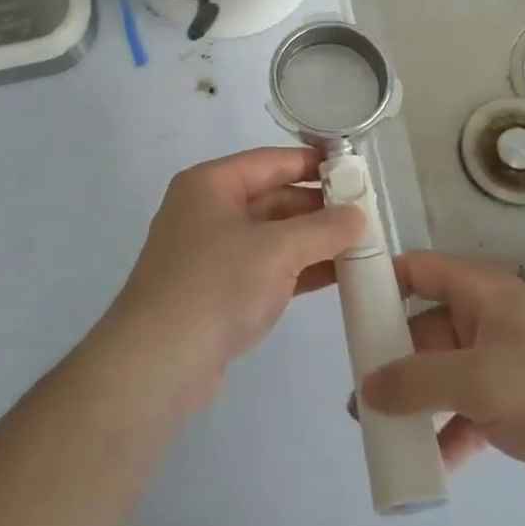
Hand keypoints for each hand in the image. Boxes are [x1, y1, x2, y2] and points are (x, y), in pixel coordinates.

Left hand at [96, 147, 363, 412]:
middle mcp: (208, 210)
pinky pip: (266, 267)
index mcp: (212, 184)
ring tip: (362, 245)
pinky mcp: (218, 290)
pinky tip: (337, 275)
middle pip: (273, 197)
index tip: (356, 170)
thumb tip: (359, 214)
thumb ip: (322, 229)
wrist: (157, 364)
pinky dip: (299, 269)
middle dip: (319, 208)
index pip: (272, 161)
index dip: (314, 163)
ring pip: (272, 236)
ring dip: (313, 241)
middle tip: (368, 215)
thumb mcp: (276, 250)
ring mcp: (212, 252)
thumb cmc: (215, 287)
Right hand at [359, 253, 524, 511]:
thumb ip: (418, 381)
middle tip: (360, 393)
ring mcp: (504, 362)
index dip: (380, 281)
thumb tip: (366, 388)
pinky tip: (431, 465)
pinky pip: (468, 410)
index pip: (417, 270)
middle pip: (424, 327)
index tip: (344, 309)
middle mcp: (488, 318)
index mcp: (481, 291)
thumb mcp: (479, 379)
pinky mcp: (518, 404)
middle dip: (392, 359)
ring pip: (443, 373)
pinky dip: (448, 432)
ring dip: (415, 401)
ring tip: (381, 432)